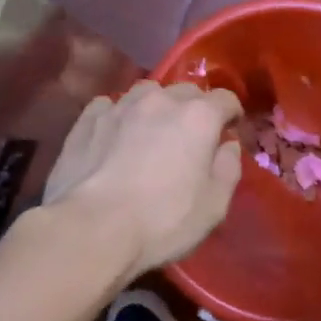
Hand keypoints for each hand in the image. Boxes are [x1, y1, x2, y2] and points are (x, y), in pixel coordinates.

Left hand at [44, 80, 243, 275]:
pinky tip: (115, 135)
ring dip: (156, 107)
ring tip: (151, 132)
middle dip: (195, 108)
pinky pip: (110, 106)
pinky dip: (119, 115)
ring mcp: (121, 106)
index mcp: (198, 117)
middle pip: (186, 91)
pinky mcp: (88, 120)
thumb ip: (228, 169)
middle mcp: (161, 100)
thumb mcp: (214, 206)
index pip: (225, 99)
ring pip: (147, 92)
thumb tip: (228, 146)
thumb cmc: (162, 221)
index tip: (230, 132)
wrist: (91, 229)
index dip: (232, 114)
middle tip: (192, 137)